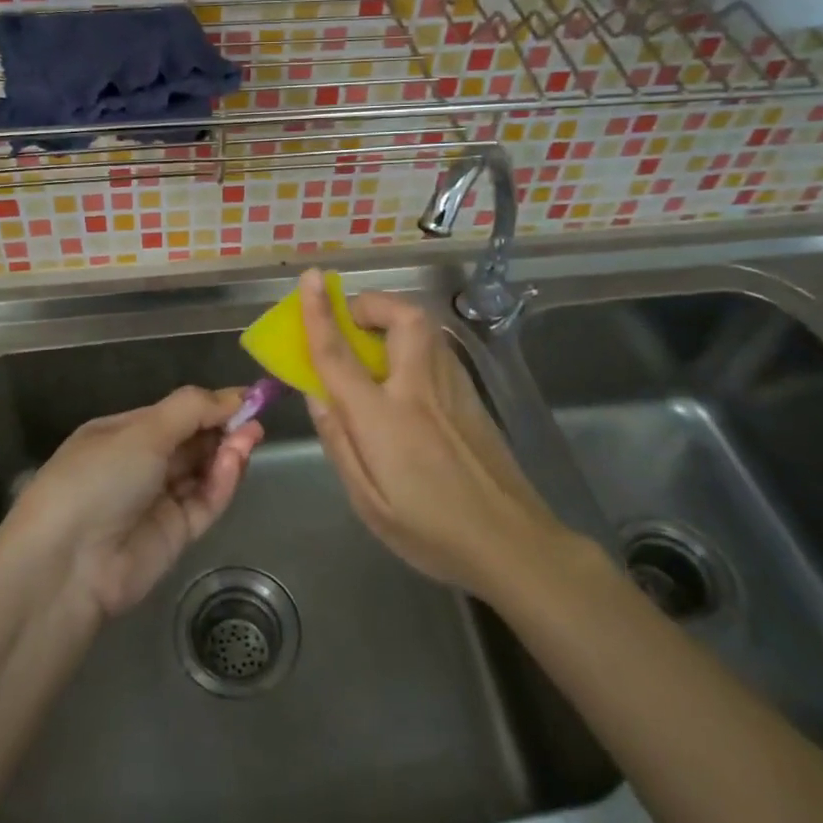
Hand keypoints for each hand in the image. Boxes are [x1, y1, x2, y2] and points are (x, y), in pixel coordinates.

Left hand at [6, 387, 263, 620]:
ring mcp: (157, 501)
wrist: (67, 563)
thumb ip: (191, 410)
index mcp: (121, 435)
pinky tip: (235, 463)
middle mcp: (139, 465)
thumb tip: (234, 396)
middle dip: (222, 427)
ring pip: (202, 471)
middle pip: (191, 442)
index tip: (246, 397)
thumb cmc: (98, 478)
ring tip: (251, 436)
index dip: (209, 405)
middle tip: (254, 417)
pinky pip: (204, 503)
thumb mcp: (142, 431)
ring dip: (226, 453)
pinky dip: (221, 483)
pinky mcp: (175, 535)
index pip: (174, 415)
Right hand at [298, 268, 569, 602]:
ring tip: (371, 343)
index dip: (319, 313)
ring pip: (424, 328)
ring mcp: (453, 389)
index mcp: (384, 418)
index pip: (340, 354)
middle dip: (371, 303)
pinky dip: (412, 341)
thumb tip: (316, 395)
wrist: (514, 544)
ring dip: (393, 318)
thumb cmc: (431, 531)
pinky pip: (436, 349)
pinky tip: (403, 374)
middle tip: (350, 320)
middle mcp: (419, 390)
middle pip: (400, 317)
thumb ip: (339, 441)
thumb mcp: (368, 501)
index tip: (309, 279)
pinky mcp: (473, 396)